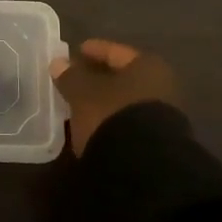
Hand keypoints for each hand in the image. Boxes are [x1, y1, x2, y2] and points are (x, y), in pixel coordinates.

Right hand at [50, 38, 179, 154]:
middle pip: (123, 77)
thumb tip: (59, 63)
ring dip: (104, 102)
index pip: (115, 52)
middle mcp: (162, 86)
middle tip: (74, 80)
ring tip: (79, 106)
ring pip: (125, 102)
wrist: (145, 170)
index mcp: (147, 66)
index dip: (93, 50)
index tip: (75, 51)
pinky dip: (111, 121)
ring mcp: (163, 117)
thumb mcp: (83, 94)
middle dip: (99, 78)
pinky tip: (94, 127)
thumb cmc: (113, 116)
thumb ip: (70, 77)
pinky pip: (128, 122)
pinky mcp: (157, 143)